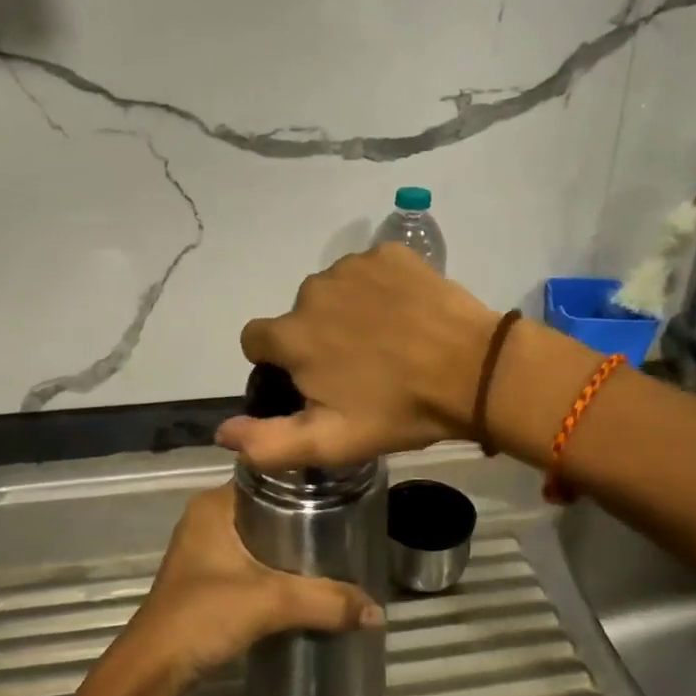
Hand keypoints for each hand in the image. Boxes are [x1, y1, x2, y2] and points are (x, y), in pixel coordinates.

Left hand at [124, 485, 383, 691]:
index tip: (343, 493)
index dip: (305, 484)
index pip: (269, 477)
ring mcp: (204, 550)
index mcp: (214, 505)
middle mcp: (208, 518)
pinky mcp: (206, 579)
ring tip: (334, 552)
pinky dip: (276, 567)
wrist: (152, 672)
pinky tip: (305, 580)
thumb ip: (325, 601)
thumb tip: (378, 611)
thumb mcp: (270, 603)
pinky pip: (251, 560)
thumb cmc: (203, 616)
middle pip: (268, 507)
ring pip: (260, 536)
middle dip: (305, 518)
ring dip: (291, 546)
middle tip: (346, 527)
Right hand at [217, 244, 499, 471]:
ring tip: (387, 340)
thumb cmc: (399, 411)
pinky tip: (406, 313)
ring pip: (333, 292)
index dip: (277, 362)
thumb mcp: (331, 442)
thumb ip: (267, 442)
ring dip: (348, 312)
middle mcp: (312, 291)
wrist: (474, 371)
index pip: (256, 339)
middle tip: (360, 368)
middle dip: (317, 338)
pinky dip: (379, 289)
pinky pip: (369, 271)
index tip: (311, 380)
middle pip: (299, 316)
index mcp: (292, 335)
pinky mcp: (389, 253)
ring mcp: (353, 266)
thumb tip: (221, 431)